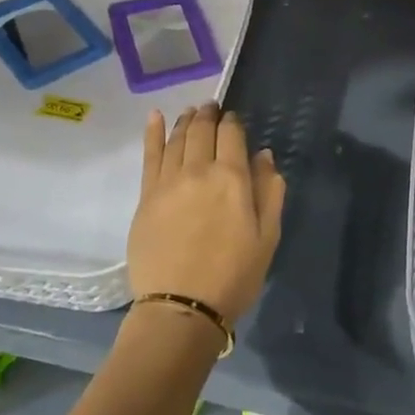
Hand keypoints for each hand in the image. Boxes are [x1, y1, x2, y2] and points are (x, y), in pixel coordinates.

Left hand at [128, 104, 285, 326]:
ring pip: (177, 139)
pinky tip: (155, 116)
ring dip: (186, 121)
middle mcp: (199, 170)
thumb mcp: (267, 237)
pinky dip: (153, 132)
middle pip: (202, 131)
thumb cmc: (234, 275)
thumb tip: (264, 156)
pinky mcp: (146, 196)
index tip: (234, 120)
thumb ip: (269, 191)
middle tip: (211, 108)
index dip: (234, 124)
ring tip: (191, 112)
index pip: (233, 136)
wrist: (182, 306)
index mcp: (233, 178)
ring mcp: (168, 181)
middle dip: (209, 115)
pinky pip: (150, 155)